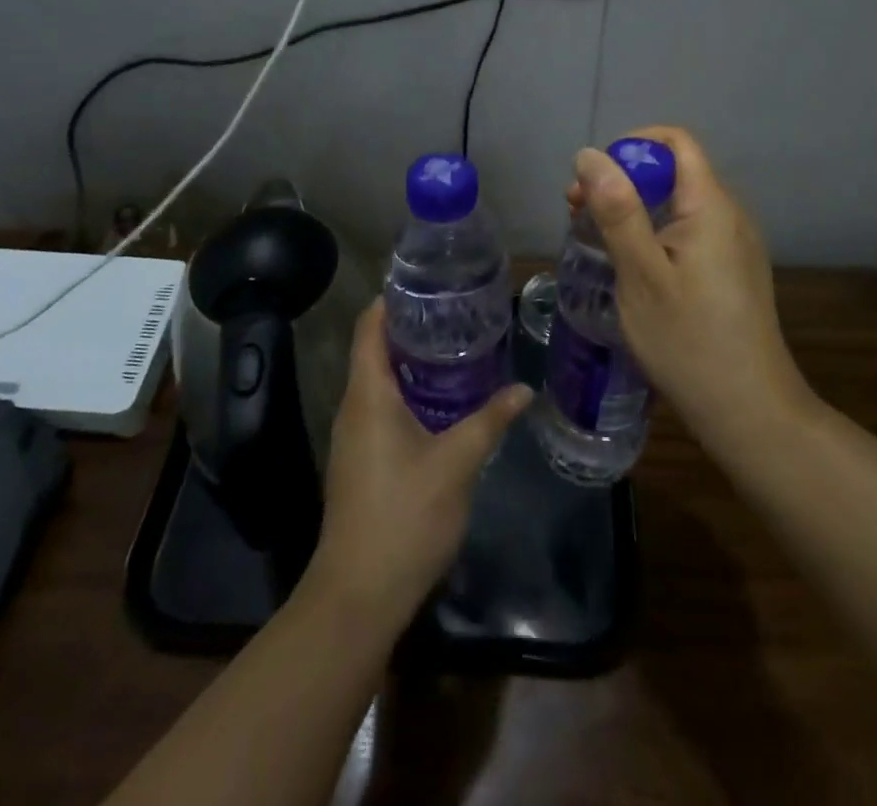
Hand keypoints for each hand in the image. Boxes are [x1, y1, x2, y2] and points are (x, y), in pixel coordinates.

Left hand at [305, 299, 531, 628]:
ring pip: (379, 381)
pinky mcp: (361, 460)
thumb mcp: (456, 463)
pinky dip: (409, 391)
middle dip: (411, 327)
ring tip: (456, 346)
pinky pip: (381, 407)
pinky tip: (442, 400)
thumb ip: (489, 421)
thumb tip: (523, 389)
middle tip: (456, 311)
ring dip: (412, 361)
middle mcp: (353, 407)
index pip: (369, 326)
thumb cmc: (404, 516)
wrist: (358, 595)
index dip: (391, 299)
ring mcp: (354, 436)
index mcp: (368, 394)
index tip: (427, 282)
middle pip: (375, 349)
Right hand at [570, 126, 809, 455]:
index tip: (592, 180)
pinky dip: (654, 233)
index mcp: (711, 206)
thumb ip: (617, 210)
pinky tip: (632, 267)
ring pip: (678, 203)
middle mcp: (729, 215)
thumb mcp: (641, 274)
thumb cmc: (689, 341)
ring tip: (597, 242)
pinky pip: (689, 231)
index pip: (675, 142)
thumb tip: (590, 155)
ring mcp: (734, 244)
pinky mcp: (732, 270)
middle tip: (578, 214)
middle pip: (674, 171)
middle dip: (624, 180)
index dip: (630, 147)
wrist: (750, 412)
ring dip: (635, 208)